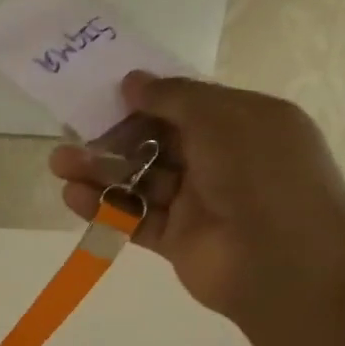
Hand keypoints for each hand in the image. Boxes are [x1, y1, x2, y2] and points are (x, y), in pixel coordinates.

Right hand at [49, 72, 344, 328]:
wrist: (285, 263)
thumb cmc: (262, 175)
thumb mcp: (224, 118)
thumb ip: (175, 97)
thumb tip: (132, 81)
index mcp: (242, 125)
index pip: (186, 107)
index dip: (146, 100)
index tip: (105, 96)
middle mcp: (221, 161)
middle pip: (156, 143)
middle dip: (114, 137)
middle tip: (71, 132)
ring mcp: (198, 203)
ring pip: (141, 181)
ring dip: (100, 171)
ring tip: (59, 164)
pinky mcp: (177, 240)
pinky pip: (136, 217)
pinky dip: (105, 207)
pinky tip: (73, 196)